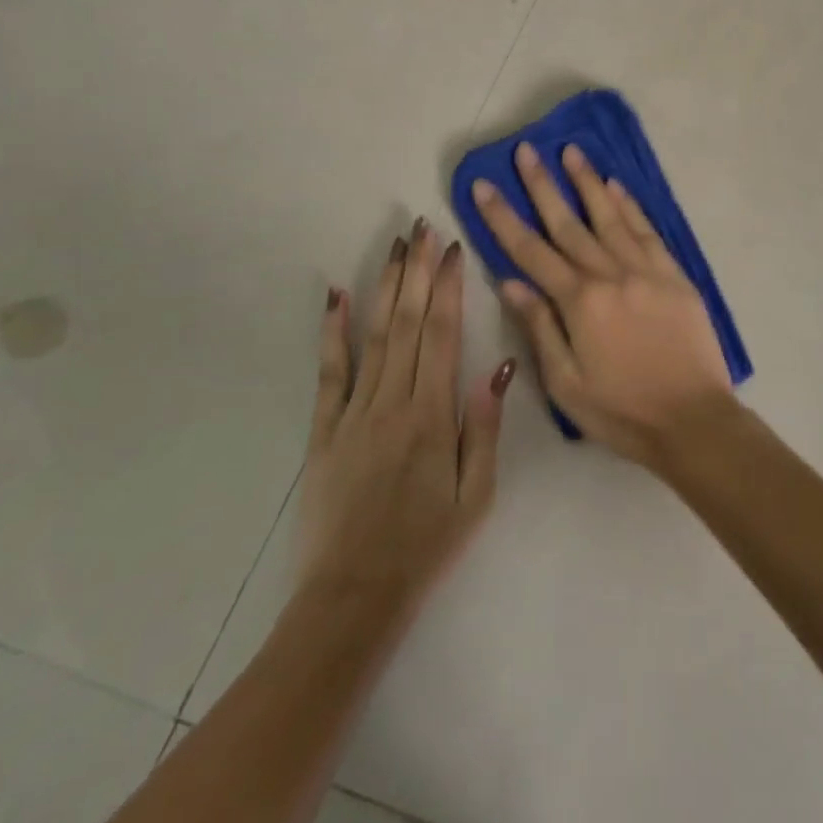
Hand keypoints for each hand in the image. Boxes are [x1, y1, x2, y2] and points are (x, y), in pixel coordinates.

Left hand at [294, 218, 513, 626]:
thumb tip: (499, 365)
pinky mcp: (324, 429)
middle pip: (406, 321)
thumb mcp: (477, 494)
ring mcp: (353, 411)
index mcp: (432, 415)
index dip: (448, 286)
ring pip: (373, 335)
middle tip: (422, 228)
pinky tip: (335, 295)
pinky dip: (331, 330)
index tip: (452, 249)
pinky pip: (329, 371)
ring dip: (384, 286)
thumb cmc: (427, 544)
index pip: (442, 333)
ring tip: (395, 246)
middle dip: (417, 270)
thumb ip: (485, 426)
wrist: (353, 595)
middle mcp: (392, 401)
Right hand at [470, 142, 734, 470]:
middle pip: (568, 223)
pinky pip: (648, 231)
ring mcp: (647, 271)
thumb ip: (540, 327)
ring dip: (588, 182)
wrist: (694, 421)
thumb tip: (511, 282)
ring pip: (610, 217)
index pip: (530, 251)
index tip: (483, 185)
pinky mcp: (675, 276)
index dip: (503, 217)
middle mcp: (611, 275)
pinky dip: (630, 207)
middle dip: (542, 185)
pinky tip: (617, 186)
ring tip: (571, 151)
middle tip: (526, 150)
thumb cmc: (622, 412)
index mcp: (579, 303)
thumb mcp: (566, 384)